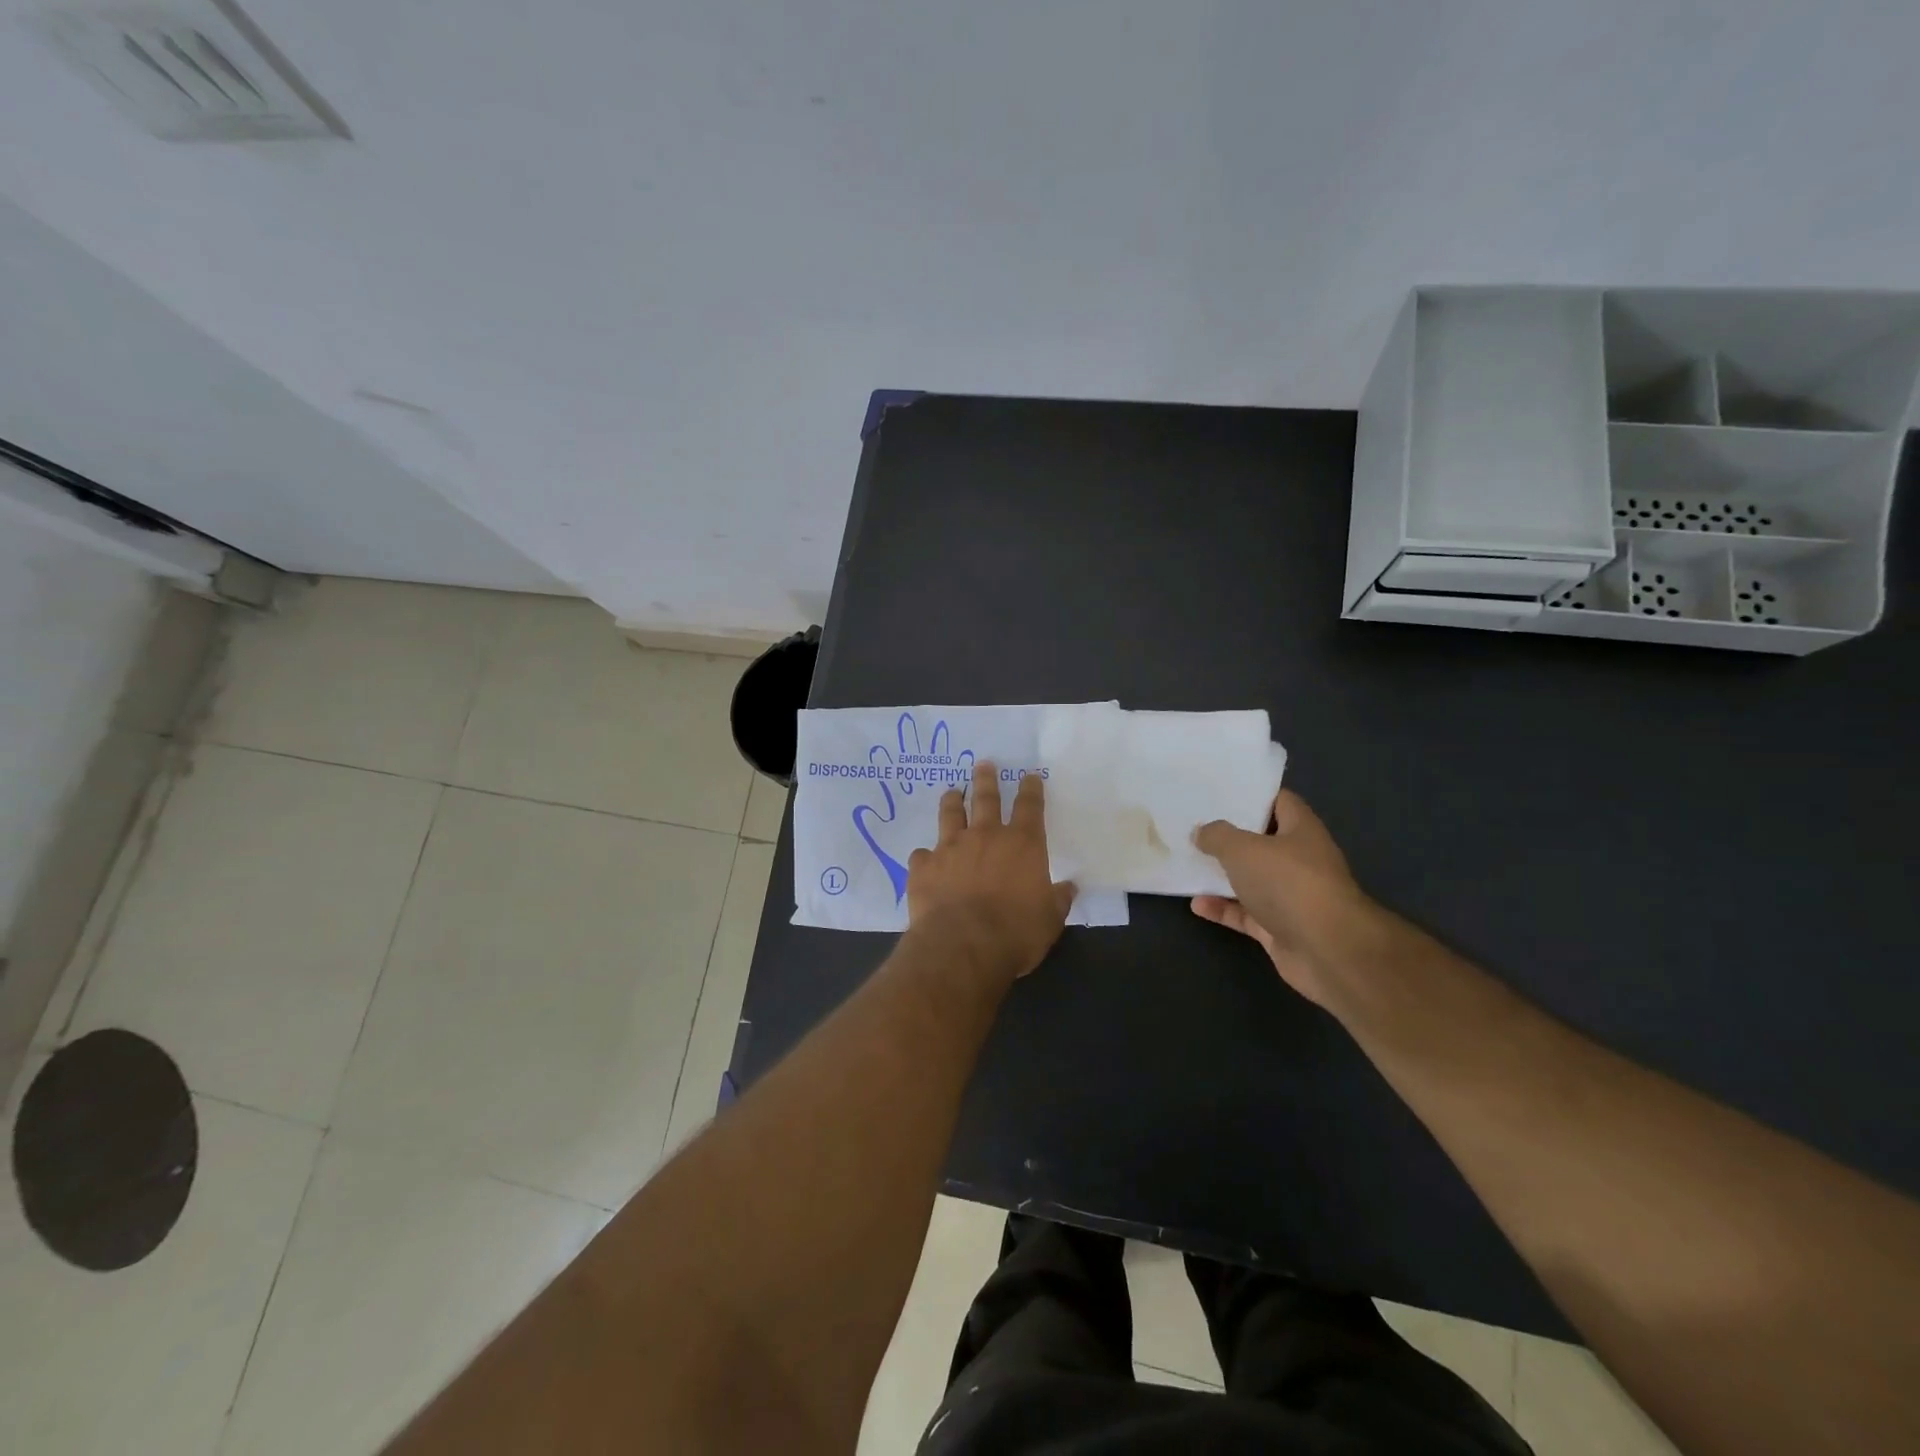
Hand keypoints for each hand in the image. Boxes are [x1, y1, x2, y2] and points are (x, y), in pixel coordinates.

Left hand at [907, 761, 1075, 979]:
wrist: (963, 945)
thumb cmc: (1015, 932)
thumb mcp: (1050, 920)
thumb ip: (1058, 899)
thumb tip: (1069, 888)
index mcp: (1022, 844)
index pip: (1030, 807)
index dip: (1031, 789)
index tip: (1029, 776)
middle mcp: (985, 836)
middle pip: (986, 798)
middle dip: (986, 779)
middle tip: (983, 765)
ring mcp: (950, 848)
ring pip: (951, 815)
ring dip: (953, 801)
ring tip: (952, 792)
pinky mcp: (924, 867)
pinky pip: (923, 855)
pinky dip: (926, 856)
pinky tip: (925, 860)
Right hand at [1190, 790, 1381, 1007]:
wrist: (1327, 951)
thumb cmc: (1288, 884)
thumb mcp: (1243, 849)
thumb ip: (1217, 836)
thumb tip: (1201, 832)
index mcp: (1301, 830)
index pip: (1278, 801)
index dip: (1251, 795)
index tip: (1219, 793)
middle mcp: (1299, 860)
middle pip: (1261, 841)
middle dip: (1229, 836)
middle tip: (1193, 825)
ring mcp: (1290, 896)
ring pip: (1251, 879)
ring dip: (1222, 875)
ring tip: (1188, 863)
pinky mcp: (1279, 928)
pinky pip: (1245, 913)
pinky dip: (1222, 909)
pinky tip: (1196, 904)